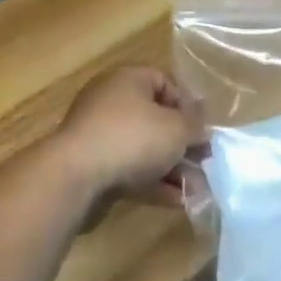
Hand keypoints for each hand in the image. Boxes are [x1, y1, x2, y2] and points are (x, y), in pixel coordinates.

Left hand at [54, 65, 204, 205]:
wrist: (75, 176)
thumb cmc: (132, 138)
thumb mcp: (177, 128)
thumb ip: (196, 125)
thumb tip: (203, 124)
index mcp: (128, 80)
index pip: (166, 82)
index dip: (188, 106)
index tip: (203, 130)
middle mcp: (111, 101)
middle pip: (156, 119)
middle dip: (183, 143)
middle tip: (205, 162)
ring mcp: (99, 135)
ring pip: (144, 148)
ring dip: (172, 168)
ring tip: (196, 189)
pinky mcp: (93, 166)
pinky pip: (130, 169)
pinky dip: (152, 182)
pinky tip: (176, 200)